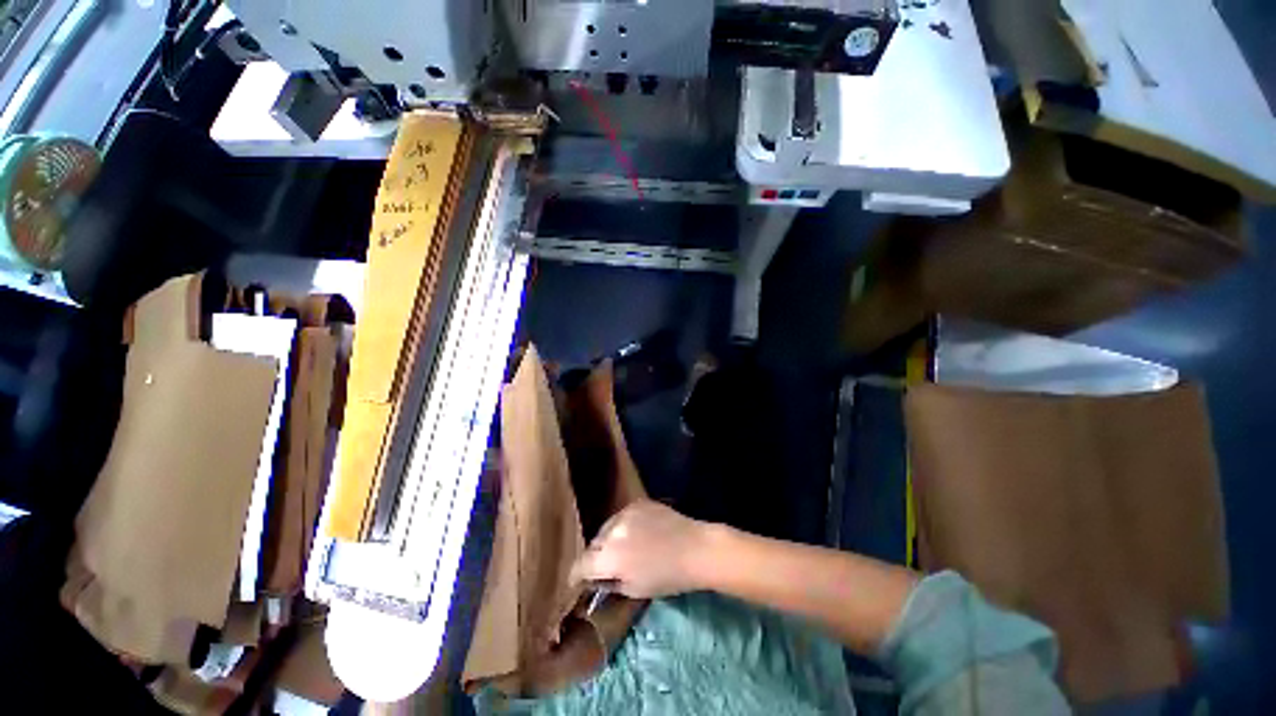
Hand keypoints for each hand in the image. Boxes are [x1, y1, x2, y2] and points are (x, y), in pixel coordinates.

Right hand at [570, 501, 714, 598]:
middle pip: (593, 544)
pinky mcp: (638, 502)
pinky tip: (636, 534)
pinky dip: (623, 526)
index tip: (577, 582)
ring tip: (622, 549)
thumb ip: (609, 583)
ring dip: (608, 540)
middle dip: (595, 557)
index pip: (581, 565)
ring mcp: (625, 513)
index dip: (575, 576)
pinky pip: (622, 516)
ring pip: (606, 528)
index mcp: (609, 558)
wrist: (695, 548)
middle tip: (604, 567)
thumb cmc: (667, 577)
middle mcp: (612, 531)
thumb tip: (596, 579)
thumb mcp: (634, 589)